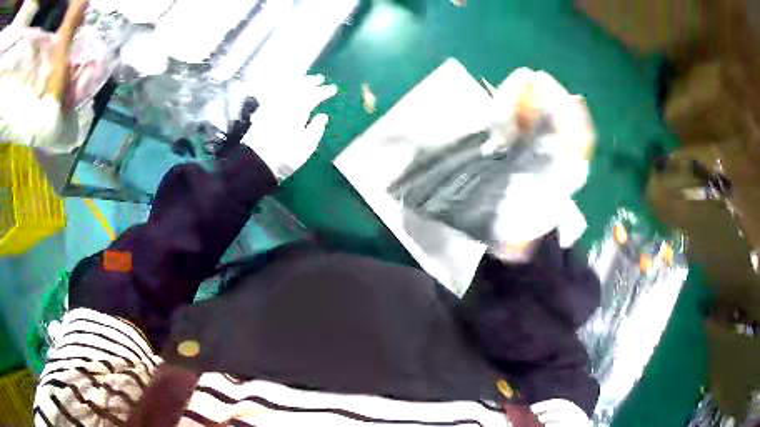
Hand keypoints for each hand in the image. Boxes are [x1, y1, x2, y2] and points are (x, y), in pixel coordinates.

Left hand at [243, 74, 337, 179]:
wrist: (256, 162)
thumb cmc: (285, 156)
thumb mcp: (306, 146)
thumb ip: (316, 129)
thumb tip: (323, 116)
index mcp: (298, 110)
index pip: (313, 95)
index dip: (324, 91)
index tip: (333, 89)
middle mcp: (284, 103)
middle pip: (298, 87)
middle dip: (310, 81)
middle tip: (319, 78)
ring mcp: (271, 106)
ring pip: (284, 88)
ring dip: (295, 82)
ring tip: (303, 80)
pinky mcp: (261, 112)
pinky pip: (273, 94)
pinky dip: (281, 89)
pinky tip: (283, 90)